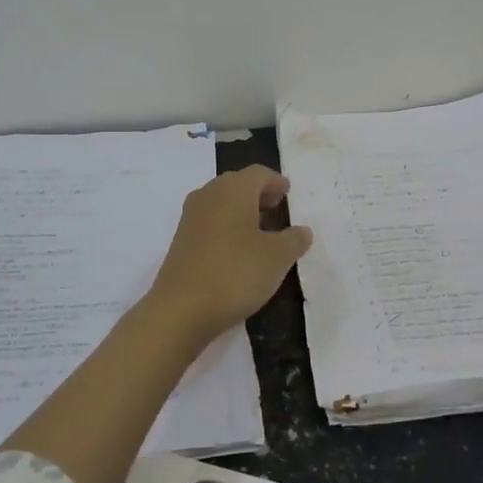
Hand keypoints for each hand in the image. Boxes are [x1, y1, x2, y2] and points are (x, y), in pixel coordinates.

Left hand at [145, 166, 312, 344]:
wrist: (180, 309)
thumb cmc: (235, 273)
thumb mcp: (277, 258)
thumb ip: (293, 240)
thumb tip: (302, 230)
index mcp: (233, 189)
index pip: (258, 173)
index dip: (276, 181)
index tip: (288, 193)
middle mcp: (208, 195)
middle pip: (236, 183)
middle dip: (258, 193)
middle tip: (276, 208)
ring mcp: (190, 218)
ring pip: (220, 202)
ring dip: (240, 210)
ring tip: (260, 231)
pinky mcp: (180, 241)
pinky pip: (209, 222)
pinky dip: (226, 226)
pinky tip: (237, 249)